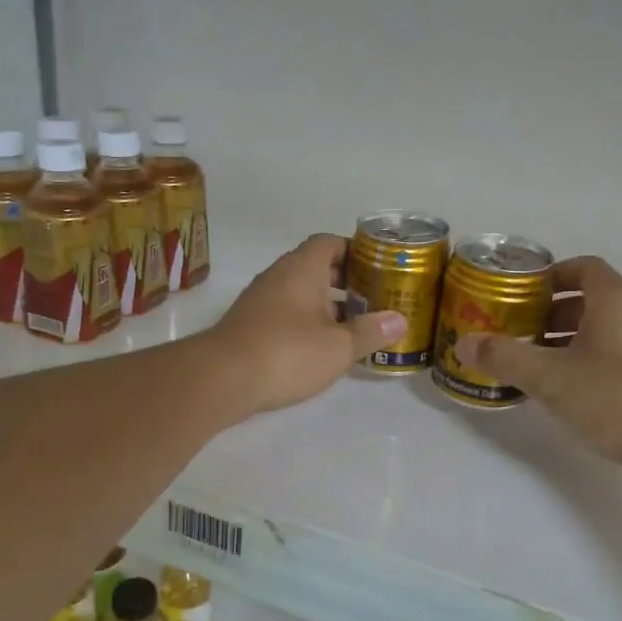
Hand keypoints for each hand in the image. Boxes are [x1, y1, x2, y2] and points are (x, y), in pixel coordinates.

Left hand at [205, 235, 406, 415]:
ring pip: (299, 292)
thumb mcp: (338, 347)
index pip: (330, 242)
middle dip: (344, 281)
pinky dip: (305, 322)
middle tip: (373, 299)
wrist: (222, 378)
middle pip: (316, 267)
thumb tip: (399, 320)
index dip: (355, 250)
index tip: (377, 267)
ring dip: (325, 304)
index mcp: (303, 267)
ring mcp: (260, 299)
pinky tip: (320, 346)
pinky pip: (284, 312)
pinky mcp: (249, 324)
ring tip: (353, 326)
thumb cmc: (288, 352)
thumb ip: (370, 332)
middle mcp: (279, 275)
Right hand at [454, 257, 621, 481]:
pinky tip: (564, 393)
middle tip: (517, 332)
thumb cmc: (614, 397)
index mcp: (615, 301)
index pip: (584, 267)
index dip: (551, 274)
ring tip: (533, 365)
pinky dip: (587, 366)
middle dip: (550, 313)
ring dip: (567, 342)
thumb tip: (464, 343)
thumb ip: (505, 357)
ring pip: (602, 333)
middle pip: (590, 301)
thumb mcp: (549, 377)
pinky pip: (615, 360)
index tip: (521, 294)